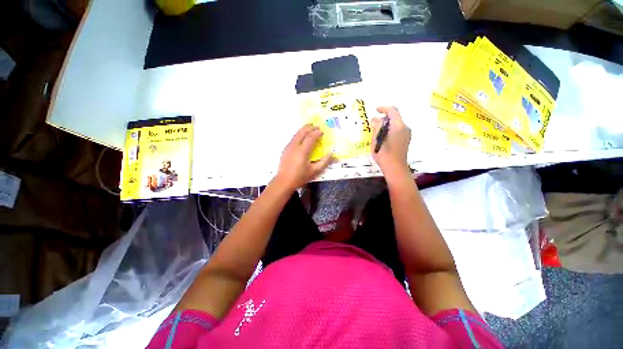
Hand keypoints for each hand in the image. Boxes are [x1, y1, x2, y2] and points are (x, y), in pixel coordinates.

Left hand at [276, 124, 332, 190]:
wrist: (284, 181)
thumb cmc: (300, 177)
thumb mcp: (314, 171)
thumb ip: (324, 162)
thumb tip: (331, 154)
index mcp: (302, 151)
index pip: (311, 137)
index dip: (317, 133)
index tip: (322, 131)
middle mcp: (294, 146)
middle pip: (302, 132)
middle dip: (309, 127)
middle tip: (316, 125)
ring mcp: (288, 147)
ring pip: (296, 134)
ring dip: (303, 130)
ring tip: (309, 128)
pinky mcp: (285, 150)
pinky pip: (293, 139)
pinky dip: (299, 135)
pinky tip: (301, 138)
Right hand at [371, 106, 411, 176]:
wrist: (395, 169)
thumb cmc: (384, 154)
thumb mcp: (376, 140)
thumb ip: (376, 127)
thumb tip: (375, 119)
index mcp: (398, 126)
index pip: (393, 111)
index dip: (383, 108)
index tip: (375, 110)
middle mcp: (405, 128)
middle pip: (395, 117)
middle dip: (383, 118)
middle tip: (373, 124)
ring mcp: (407, 134)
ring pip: (396, 124)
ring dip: (386, 124)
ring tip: (376, 132)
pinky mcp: (406, 140)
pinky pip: (397, 130)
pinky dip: (390, 130)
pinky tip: (383, 138)